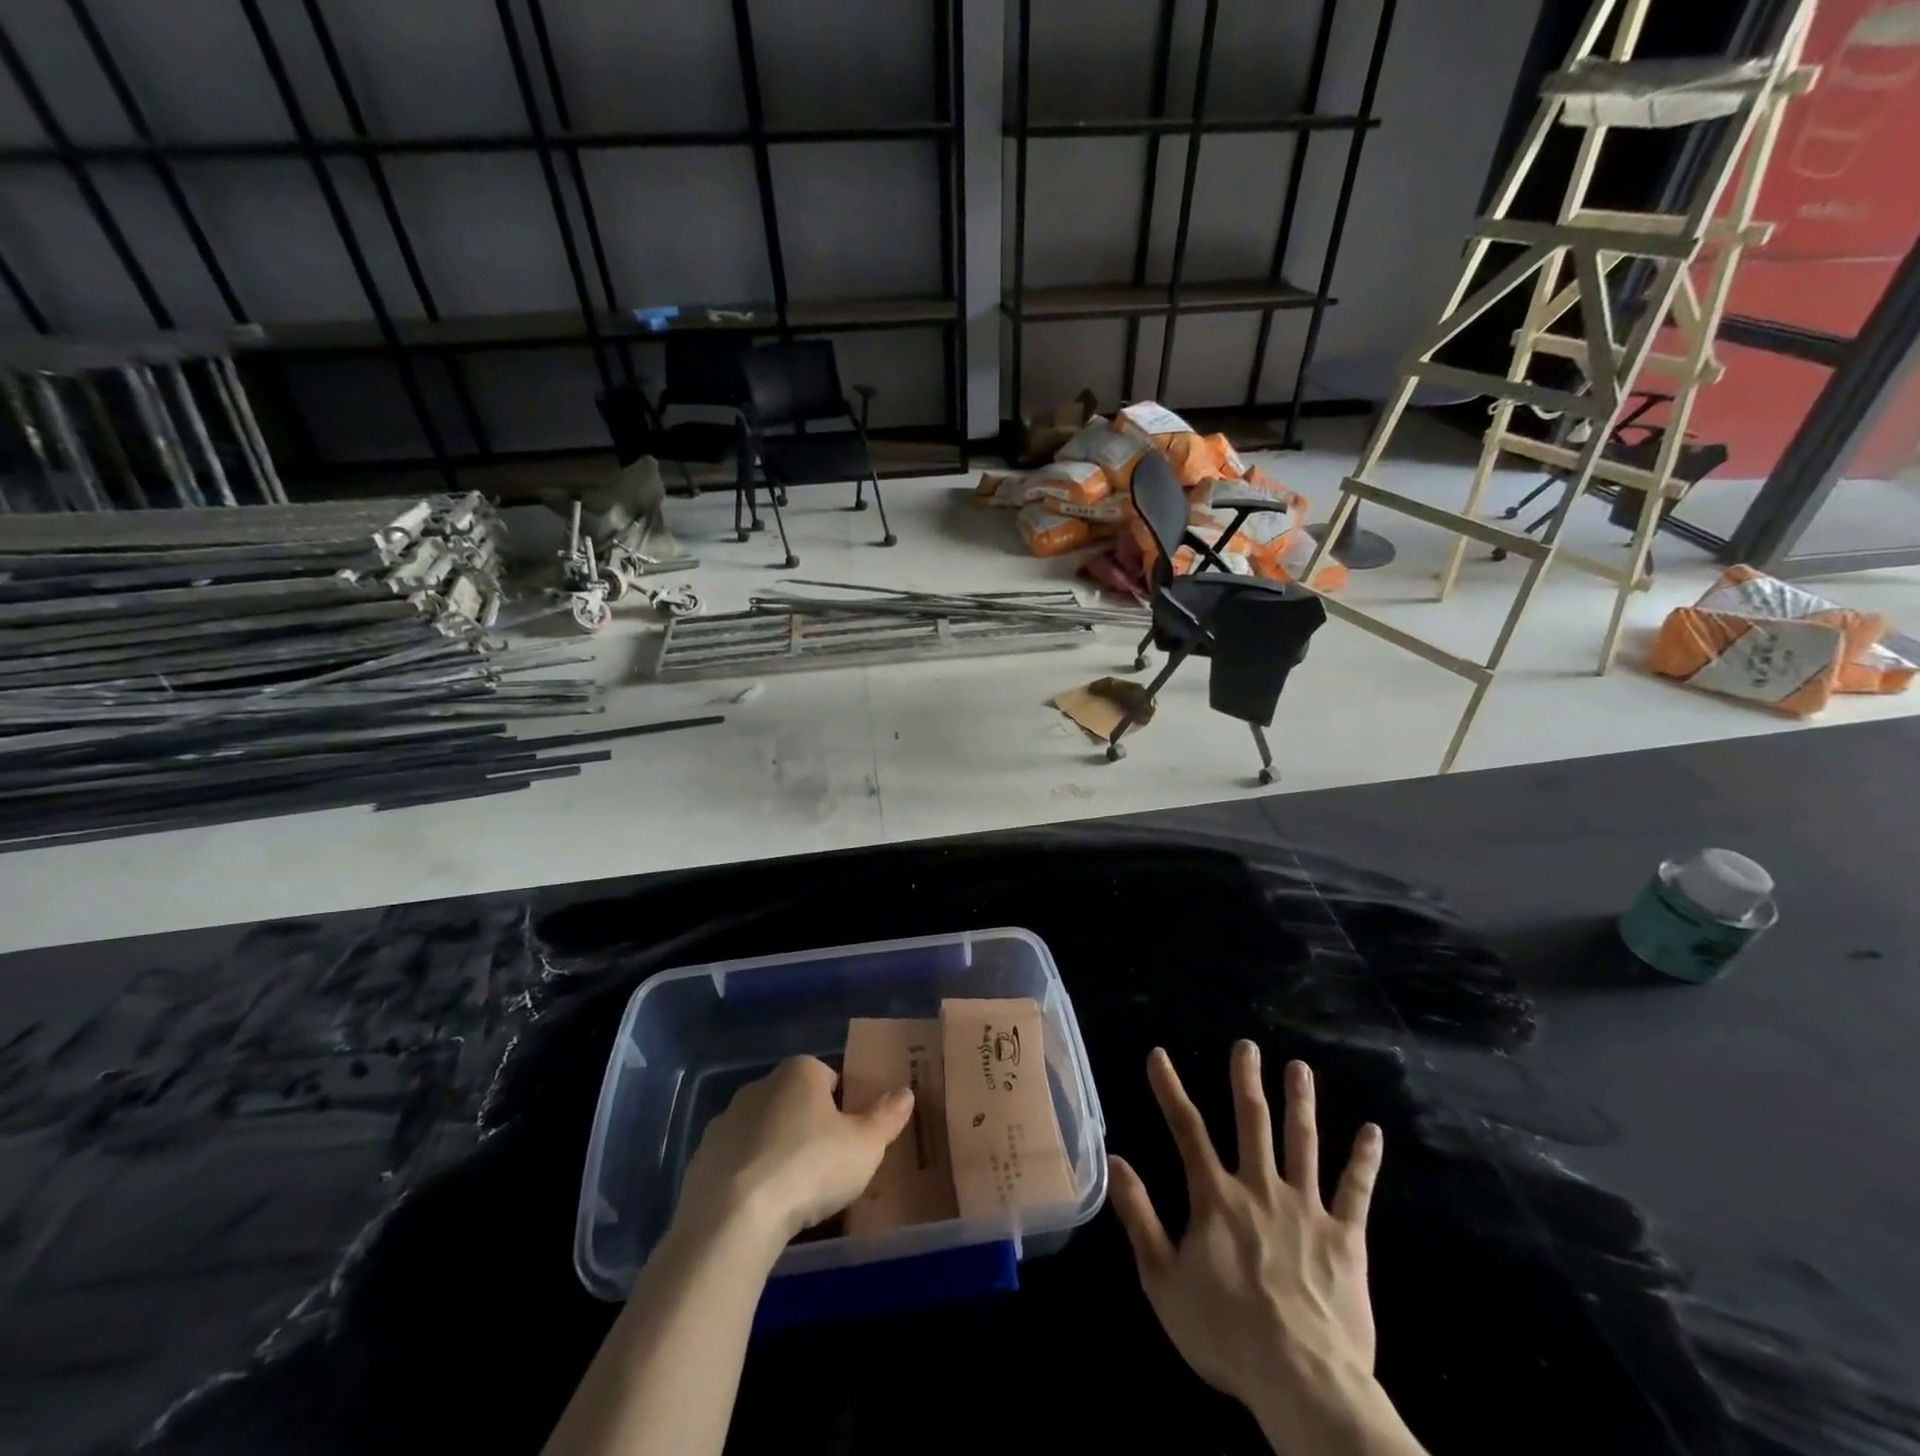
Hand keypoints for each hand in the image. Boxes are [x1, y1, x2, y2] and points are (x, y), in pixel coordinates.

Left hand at [675, 1056, 914, 1247]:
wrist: (732, 1219)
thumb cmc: (809, 1168)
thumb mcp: (865, 1146)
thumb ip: (887, 1117)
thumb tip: (906, 1092)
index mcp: (799, 1072)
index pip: (828, 1076)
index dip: (843, 1105)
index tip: (850, 1138)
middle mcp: (760, 1085)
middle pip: (793, 1102)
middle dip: (808, 1127)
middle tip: (826, 1167)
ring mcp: (725, 1122)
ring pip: (762, 1132)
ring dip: (775, 1152)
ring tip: (793, 1195)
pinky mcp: (700, 1160)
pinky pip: (735, 1163)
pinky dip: (748, 1179)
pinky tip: (760, 1210)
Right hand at [1110, 1044, 1383, 1415]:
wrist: (1302, 1382)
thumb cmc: (1225, 1333)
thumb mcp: (1162, 1279)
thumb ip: (1139, 1216)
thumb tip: (1115, 1160)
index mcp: (1216, 1197)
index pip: (1187, 1130)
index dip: (1170, 1089)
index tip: (1159, 1055)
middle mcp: (1260, 1188)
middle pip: (1252, 1122)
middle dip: (1246, 1080)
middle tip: (1247, 1045)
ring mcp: (1306, 1209)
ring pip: (1302, 1143)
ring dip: (1300, 1103)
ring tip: (1300, 1068)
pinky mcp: (1346, 1238)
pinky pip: (1356, 1192)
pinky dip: (1364, 1160)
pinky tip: (1373, 1132)